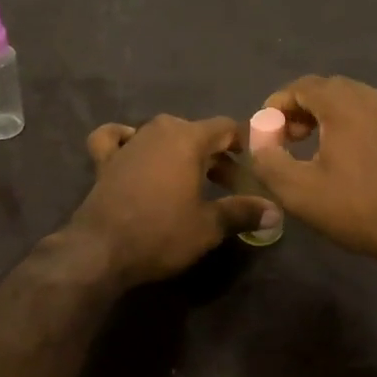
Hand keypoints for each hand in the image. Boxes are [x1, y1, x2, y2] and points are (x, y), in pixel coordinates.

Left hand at [68, 115, 279, 285]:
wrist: (101, 249)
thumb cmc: (161, 233)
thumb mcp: (209, 226)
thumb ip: (243, 212)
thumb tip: (275, 211)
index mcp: (189, 138)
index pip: (225, 127)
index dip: (242, 144)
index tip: (250, 167)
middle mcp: (159, 130)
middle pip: (196, 132)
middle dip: (214, 154)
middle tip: (226, 185)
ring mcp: (129, 141)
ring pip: (161, 134)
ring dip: (178, 151)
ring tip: (189, 178)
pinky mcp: (105, 158)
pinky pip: (115, 137)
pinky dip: (124, 139)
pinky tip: (131, 149)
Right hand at [250, 75, 376, 265]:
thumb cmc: (360, 207)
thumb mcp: (300, 192)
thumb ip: (269, 161)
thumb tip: (259, 140)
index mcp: (344, 104)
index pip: (302, 85)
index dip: (278, 103)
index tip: (266, 129)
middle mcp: (372, 97)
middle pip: (328, 89)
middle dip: (302, 108)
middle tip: (289, 138)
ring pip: (352, 101)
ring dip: (328, 116)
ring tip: (316, 147)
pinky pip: (373, 115)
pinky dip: (352, 124)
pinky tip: (349, 157)